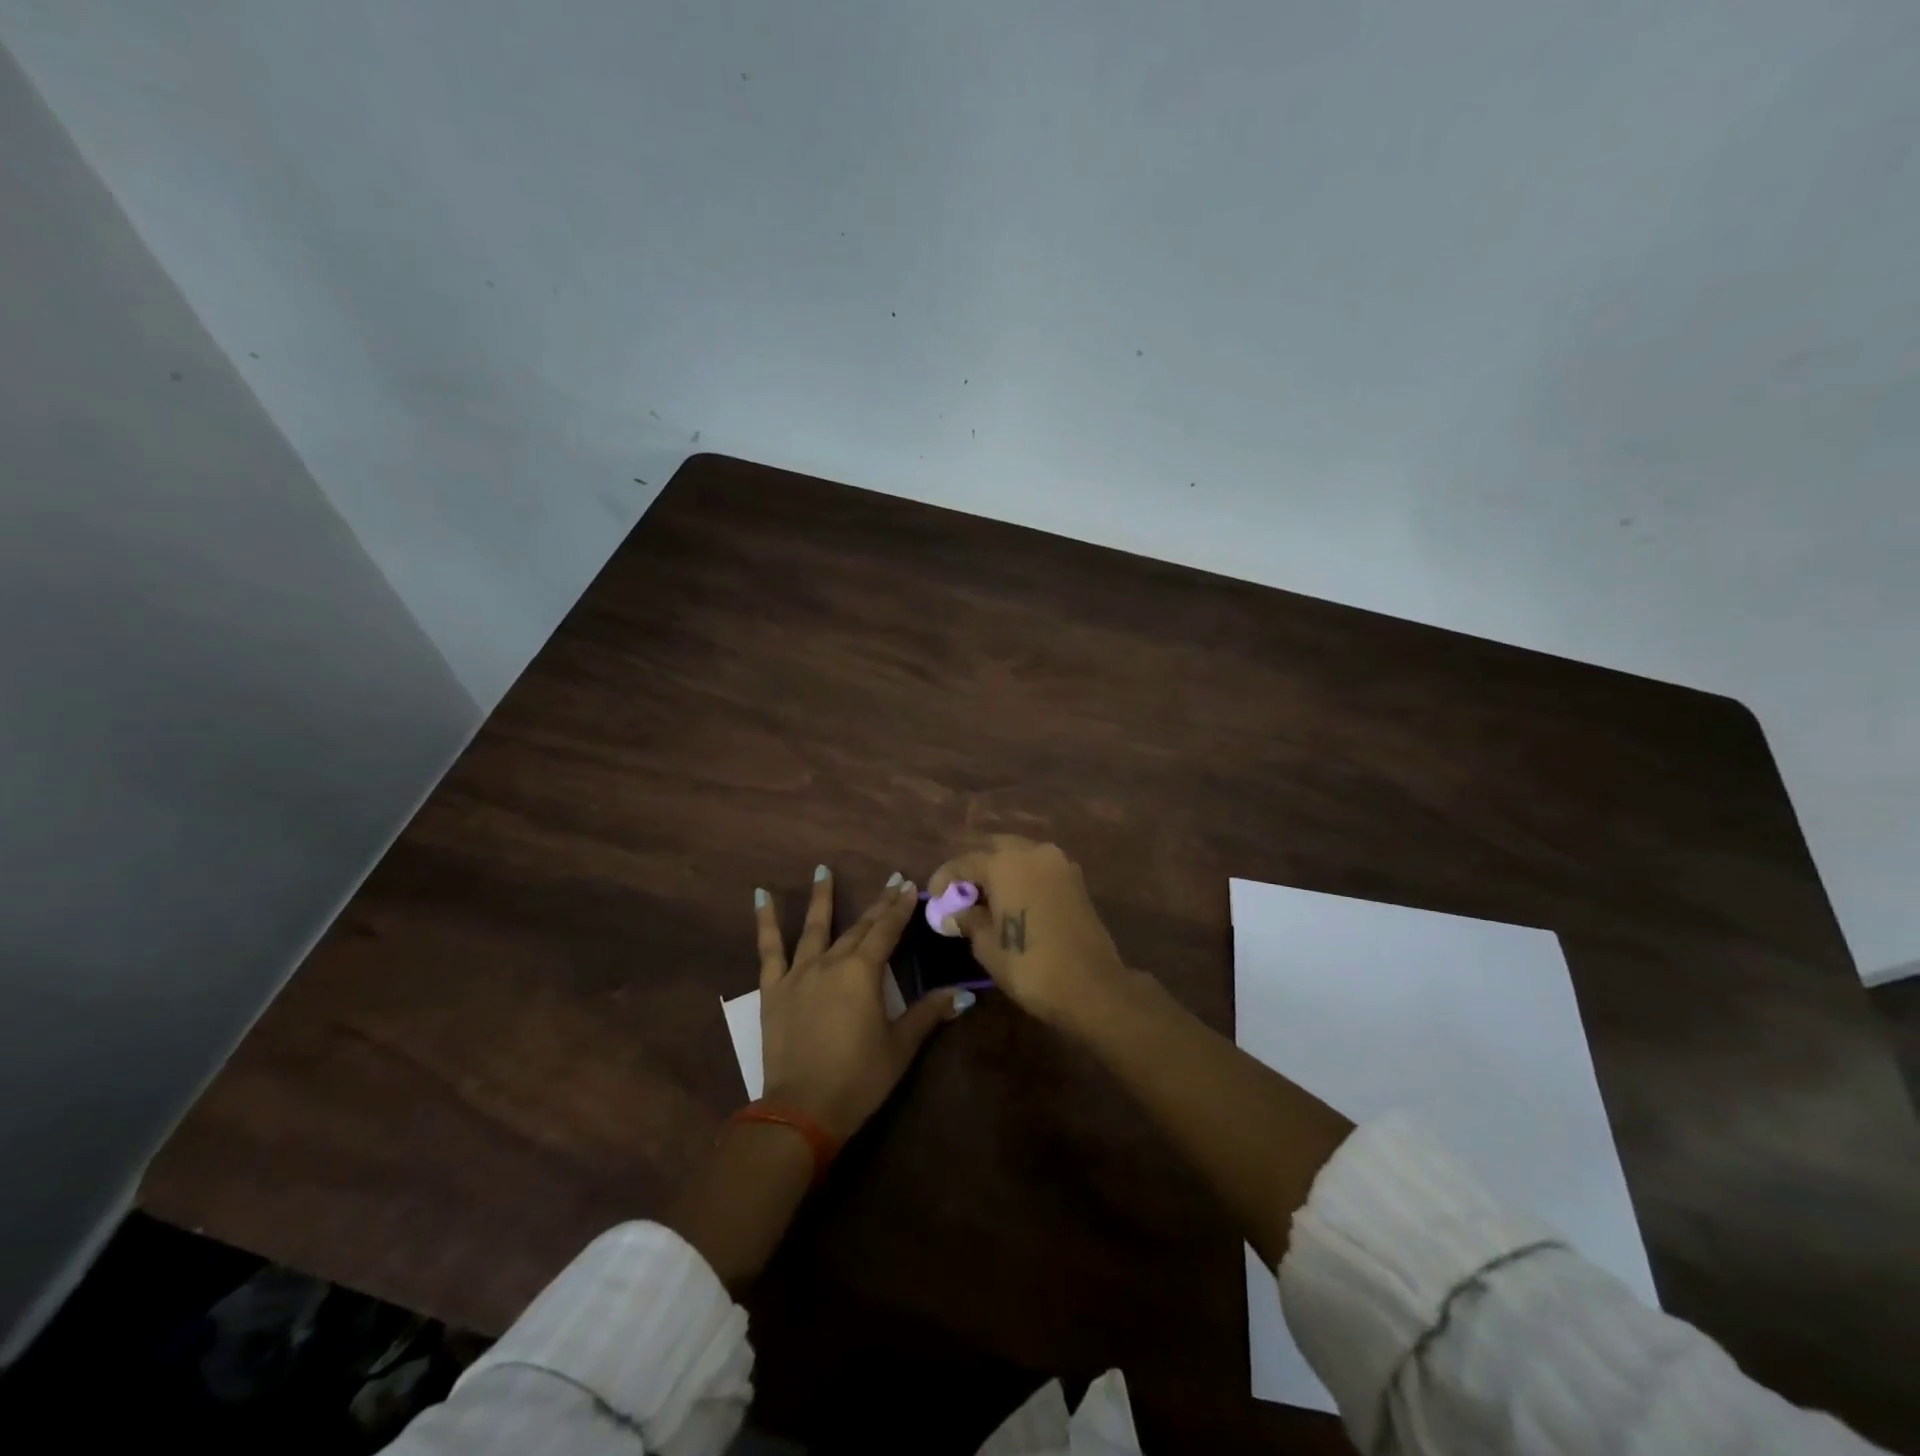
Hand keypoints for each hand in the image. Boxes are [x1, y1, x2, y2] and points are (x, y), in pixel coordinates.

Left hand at [755, 867, 970, 1139]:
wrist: (802, 1109)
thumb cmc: (859, 1078)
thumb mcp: (900, 1046)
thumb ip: (929, 1013)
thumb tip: (964, 994)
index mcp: (863, 972)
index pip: (887, 931)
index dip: (899, 908)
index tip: (908, 885)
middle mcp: (832, 962)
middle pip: (858, 928)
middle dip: (877, 904)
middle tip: (890, 882)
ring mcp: (799, 973)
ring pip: (814, 928)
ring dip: (821, 898)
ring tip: (822, 870)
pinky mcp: (773, 989)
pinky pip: (768, 949)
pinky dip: (765, 921)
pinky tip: (761, 897)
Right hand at [928, 837, 1130, 1026]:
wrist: (1092, 986)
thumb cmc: (1030, 966)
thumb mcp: (988, 946)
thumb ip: (969, 920)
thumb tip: (957, 912)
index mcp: (1006, 863)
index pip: (965, 861)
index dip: (945, 877)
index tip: (933, 896)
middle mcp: (1033, 852)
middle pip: (994, 848)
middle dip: (974, 866)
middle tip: (961, 892)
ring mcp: (1059, 863)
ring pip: (1020, 854)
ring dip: (1000, 868)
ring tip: (986, 897)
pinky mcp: (1076, 879)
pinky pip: (1039, 867)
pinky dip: (1022, 876)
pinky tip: (1013, 899)